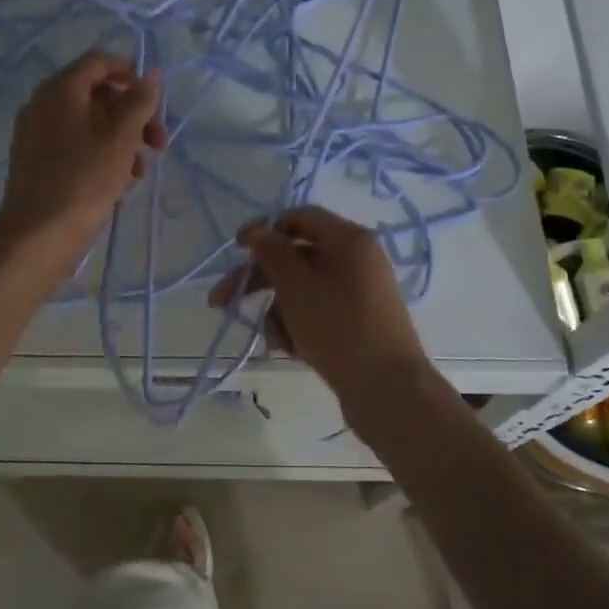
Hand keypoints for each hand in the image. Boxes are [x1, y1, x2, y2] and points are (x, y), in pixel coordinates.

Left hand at [0, 51, 166, 259]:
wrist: (38, 234)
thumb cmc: (84, 180)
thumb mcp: (121, 138)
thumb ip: (140, 102)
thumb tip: (152, 74)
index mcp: (61, 89)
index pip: (99, 62)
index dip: (131, 74)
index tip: (155, 101)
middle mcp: (43, 104)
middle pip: (95, 94)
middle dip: (132, 115)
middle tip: (157, 143)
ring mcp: (36, 133)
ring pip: (87, 123)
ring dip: (120, 139)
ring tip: (139, 170)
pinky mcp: (35, 161)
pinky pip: (73, 145)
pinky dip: (99, 154)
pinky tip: (117, 182)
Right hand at [207, 206, 436, 409]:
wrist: (387, 390)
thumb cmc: (339, 328)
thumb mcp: (297, 286)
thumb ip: (271, 253)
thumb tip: (254, 229)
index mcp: (348, 240)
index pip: (300, 218)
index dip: (265, 229)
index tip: (236, 249)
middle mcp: (355, 261)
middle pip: (295, 257)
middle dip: (259, 280)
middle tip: (220, 301)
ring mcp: (357, 294)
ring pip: (301, 290)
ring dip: (278, 311)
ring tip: (275, 340)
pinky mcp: (355, 323)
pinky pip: (316, 313)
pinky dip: (298, 327)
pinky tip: (290, 351)